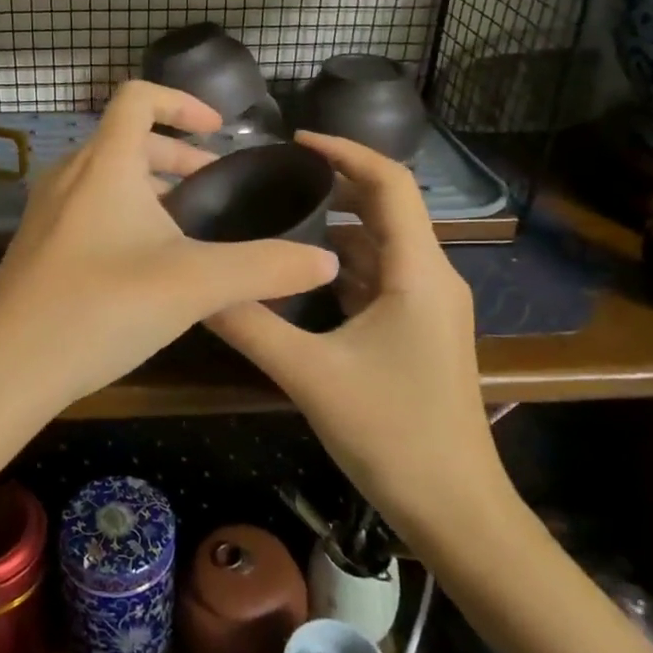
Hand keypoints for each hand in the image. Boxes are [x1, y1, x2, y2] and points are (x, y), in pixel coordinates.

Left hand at [0, 82, 337, 413]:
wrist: (7, 370)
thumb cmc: (101, 309)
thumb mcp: (195, 285)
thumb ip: (265, 268)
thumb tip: (324, 261)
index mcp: (104, 164)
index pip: (138, 97)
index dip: (182, 102)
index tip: (218, 132)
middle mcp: (70, 176)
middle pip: (126, 139)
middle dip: (176, 154)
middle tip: (214, 186)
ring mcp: (47, 212)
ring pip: (107, 177)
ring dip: (150, 187)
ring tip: (187, 226)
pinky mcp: (38, 247)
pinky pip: (88, 209)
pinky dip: (124, 214)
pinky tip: (145, 265)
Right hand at [207, 132, 515, 536]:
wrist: (456, 511)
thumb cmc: (393, 435)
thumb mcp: (310, 375)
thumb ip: (251, 325)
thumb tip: (196, 288)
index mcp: (418, 272)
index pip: (389, 183)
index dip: (345, 151)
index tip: (294, 141)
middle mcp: (430, 277)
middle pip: (384, 209)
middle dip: (333, 188)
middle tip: (273, 181)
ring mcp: (428, 307)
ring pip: (379, 247)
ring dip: (334, 231)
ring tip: (276, 222)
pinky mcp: (418, 332)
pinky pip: (378, 280)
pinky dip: (340, 268)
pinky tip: (299, 278)